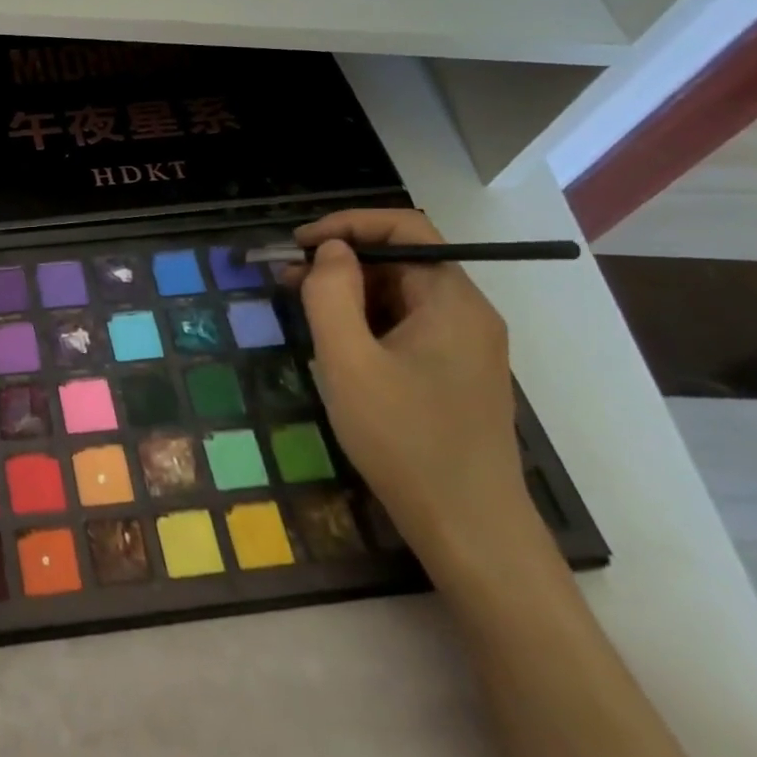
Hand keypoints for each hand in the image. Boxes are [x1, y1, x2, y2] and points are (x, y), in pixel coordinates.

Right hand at [280, 209, 537, 570]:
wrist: (470, 532)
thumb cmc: (406, 440)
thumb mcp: (349, 361)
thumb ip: (332, 294)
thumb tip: (330, 250)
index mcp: (452, 300)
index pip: (404, 227)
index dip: (347, 224)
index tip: (299, 245)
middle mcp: (466, 313)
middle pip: (400, 259)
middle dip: (340, 261)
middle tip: (286, 280)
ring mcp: (464, 345)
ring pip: (399, 294)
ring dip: (348, 292)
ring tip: (300, 309)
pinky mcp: (454, 372)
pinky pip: (405, 325)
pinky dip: (365, 321)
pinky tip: (335, 344)